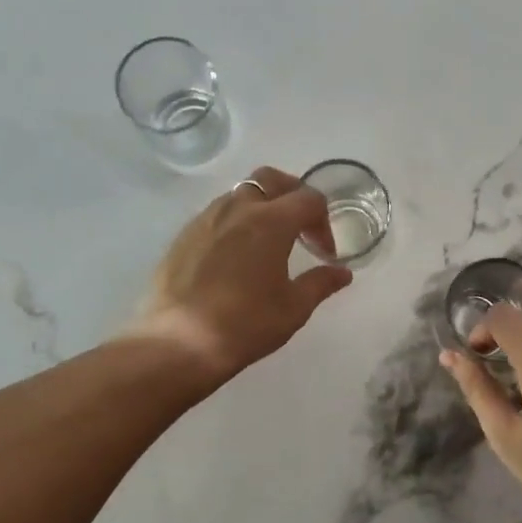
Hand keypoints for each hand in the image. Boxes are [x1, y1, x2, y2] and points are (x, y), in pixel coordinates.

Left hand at [127, 166, 353, 382]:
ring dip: (261, 207)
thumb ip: (320, 283)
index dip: (324, 223)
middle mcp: (237, 209)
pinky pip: (216, 215)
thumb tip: (342, 273)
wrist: (179, 343)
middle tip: (300, 226)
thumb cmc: (246, 324)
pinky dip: (234, 224)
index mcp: (270, 221)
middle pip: (271, 179)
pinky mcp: (183, 236)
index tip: (324, 253)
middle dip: (292, 194)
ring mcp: (205, 219)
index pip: (308, 200)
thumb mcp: (293, 308)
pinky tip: (235, 258)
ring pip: (240, 195)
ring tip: (267, 243)